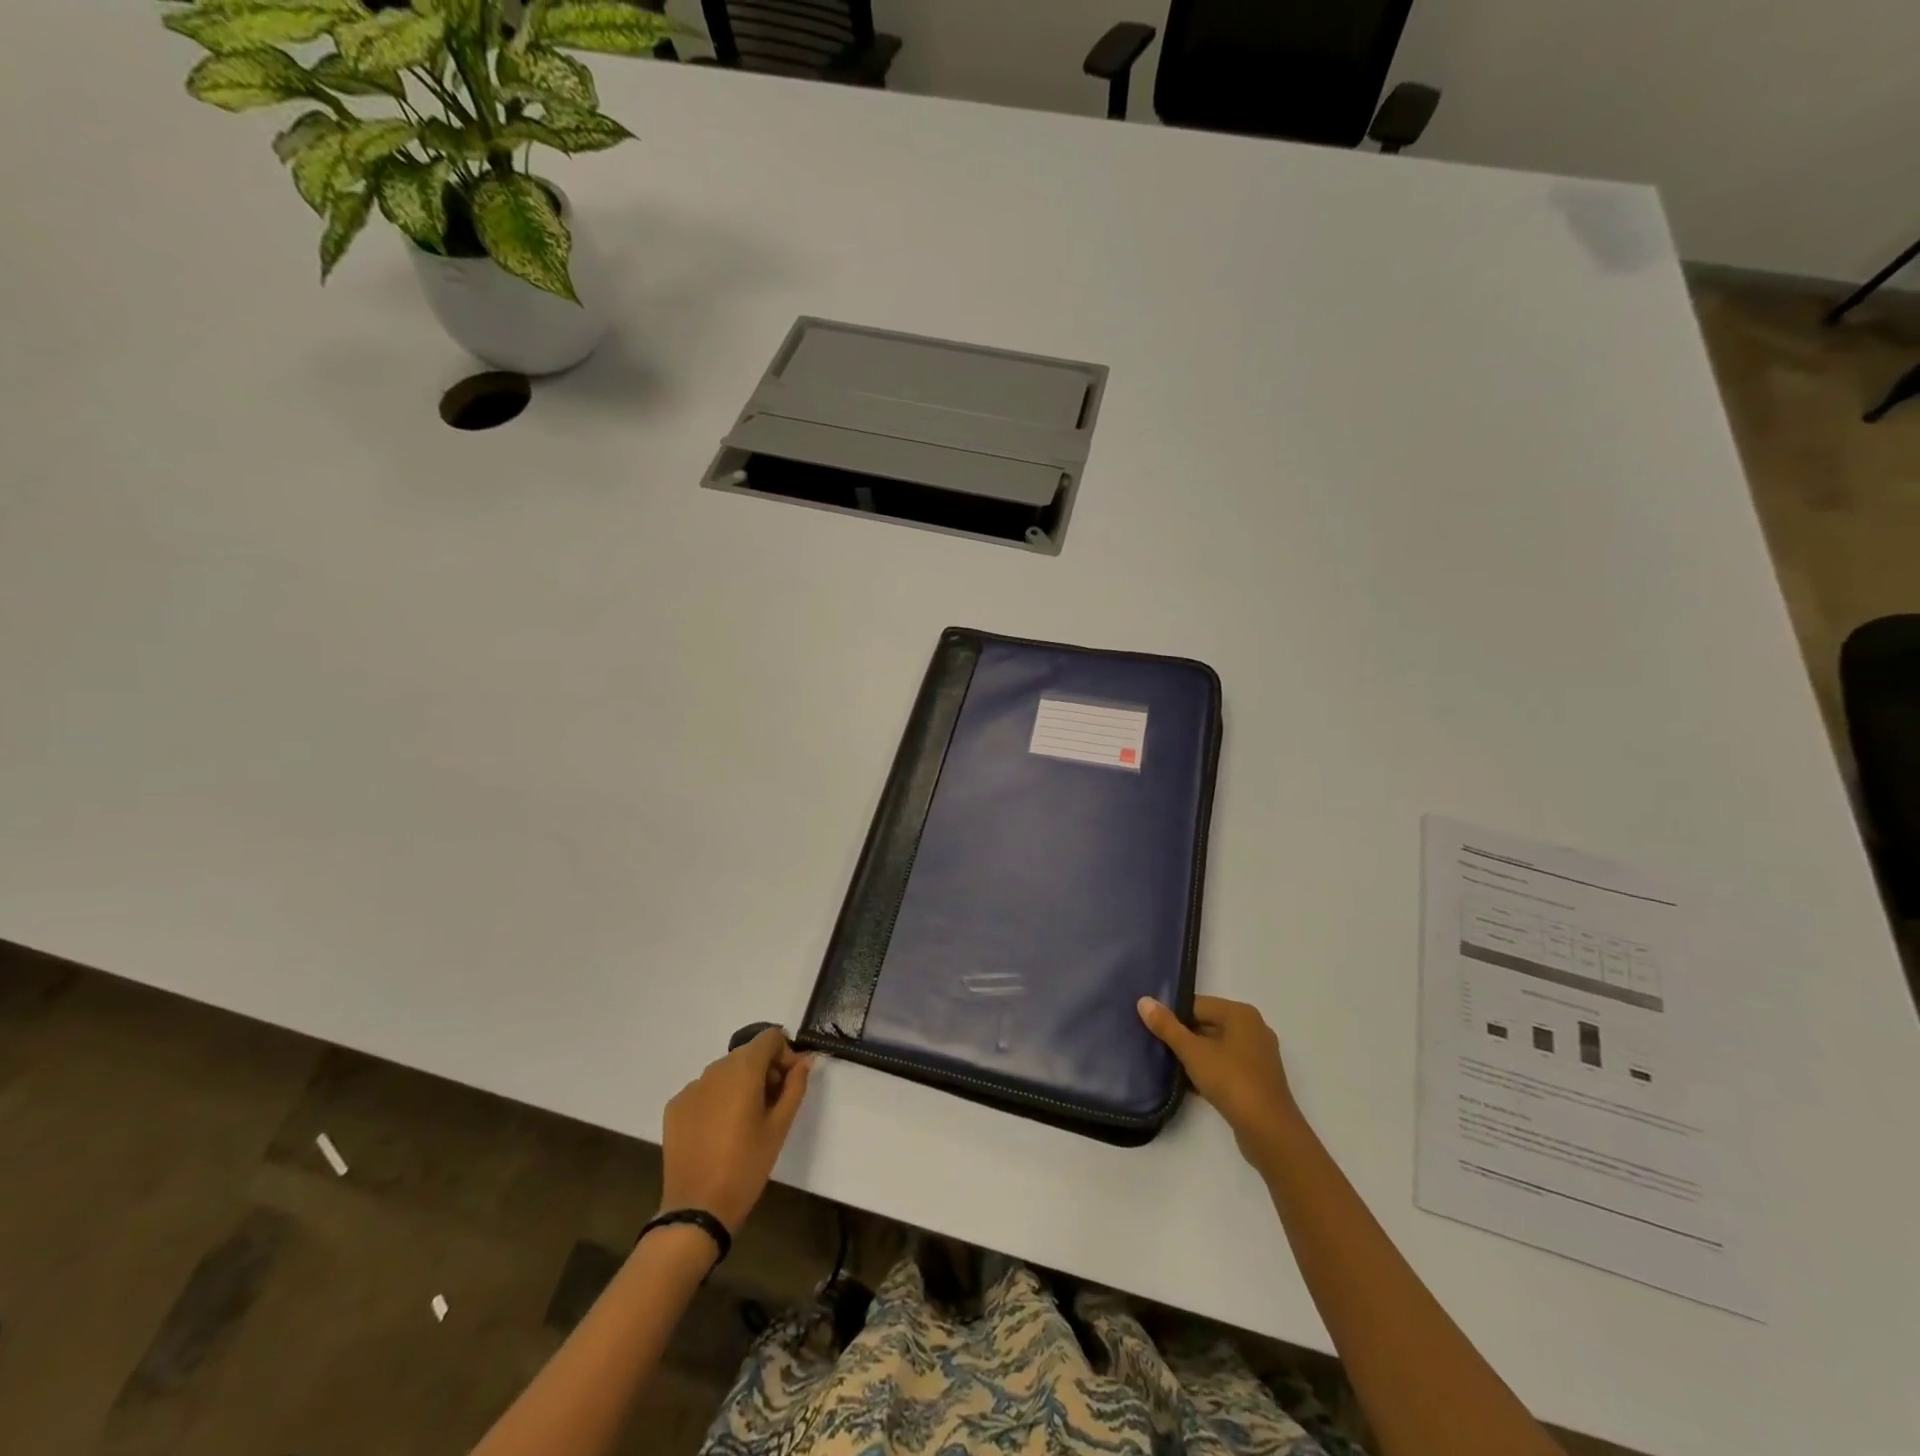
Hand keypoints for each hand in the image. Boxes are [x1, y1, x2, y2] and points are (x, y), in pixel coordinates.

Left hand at [659, 1028, 815, 1233]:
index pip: (770, 1037)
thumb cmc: (747, 1166)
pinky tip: (719, 1130)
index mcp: (743, 1069)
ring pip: (725, 1071)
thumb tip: (806, 1060)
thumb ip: (796, 1086)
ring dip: (741, 1084)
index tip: (788, 1085)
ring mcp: (691, 1087)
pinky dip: (717, 1099)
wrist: (698, 1210)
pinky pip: (704, 1090)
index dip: (785, 1055)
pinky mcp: (675, 1107)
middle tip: (772, 1105)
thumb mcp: (780, 1126)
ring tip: (746, 1120)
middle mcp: (714, 1069)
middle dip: (765, 1070)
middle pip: (747, 1053)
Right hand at [1138, 995, 1301, 1164]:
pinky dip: (1208, 1071)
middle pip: (1207, 1024)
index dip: (1172, 1015)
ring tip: (1166, 1065)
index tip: (1151, 1028)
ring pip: (1216, 1047)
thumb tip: (1144, 1001)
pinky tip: (1186, 1084)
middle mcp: (1253, 1029)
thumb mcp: (1193, 1052)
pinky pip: (1225, 1066)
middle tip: (1155, 1046)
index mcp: (1241, 1014)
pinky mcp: (1257, 1079)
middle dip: (1182, 1036)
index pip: (1197, 1004)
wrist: (1269, 1132)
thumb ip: (1167, 1026)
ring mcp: (1258, 1056)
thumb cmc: (1231, 1081)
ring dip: (1194, 1056)